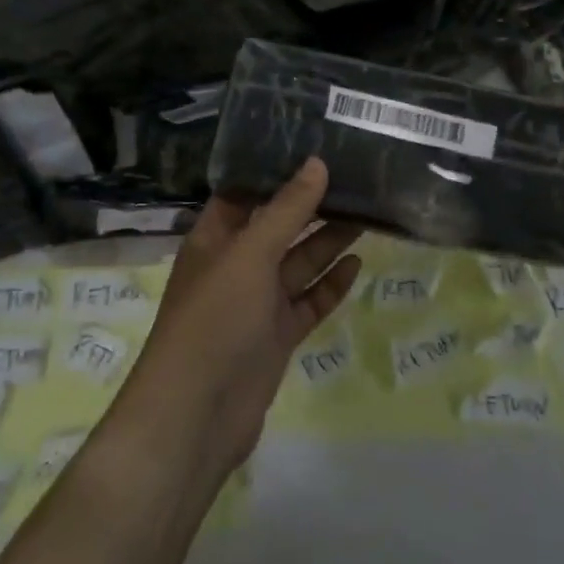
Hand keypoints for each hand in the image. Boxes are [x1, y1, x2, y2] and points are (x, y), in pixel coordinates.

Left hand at [116, 158, 361, 484]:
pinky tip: (358, 264)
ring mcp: (258, 304)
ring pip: (298, 264)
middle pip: (279, 227)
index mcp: (215, 240)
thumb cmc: (214, 319)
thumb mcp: (250, 254)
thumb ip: (287, 210)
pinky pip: (308, 302)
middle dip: (312, 206)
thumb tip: (318, 162)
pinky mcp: (277, 336)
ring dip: (328, 242)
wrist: (196, 415)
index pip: (245, 194)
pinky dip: (331, 285)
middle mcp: (236, 266)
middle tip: (355, 179)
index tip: (316, 148)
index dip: (276, 172)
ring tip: (367, 213)